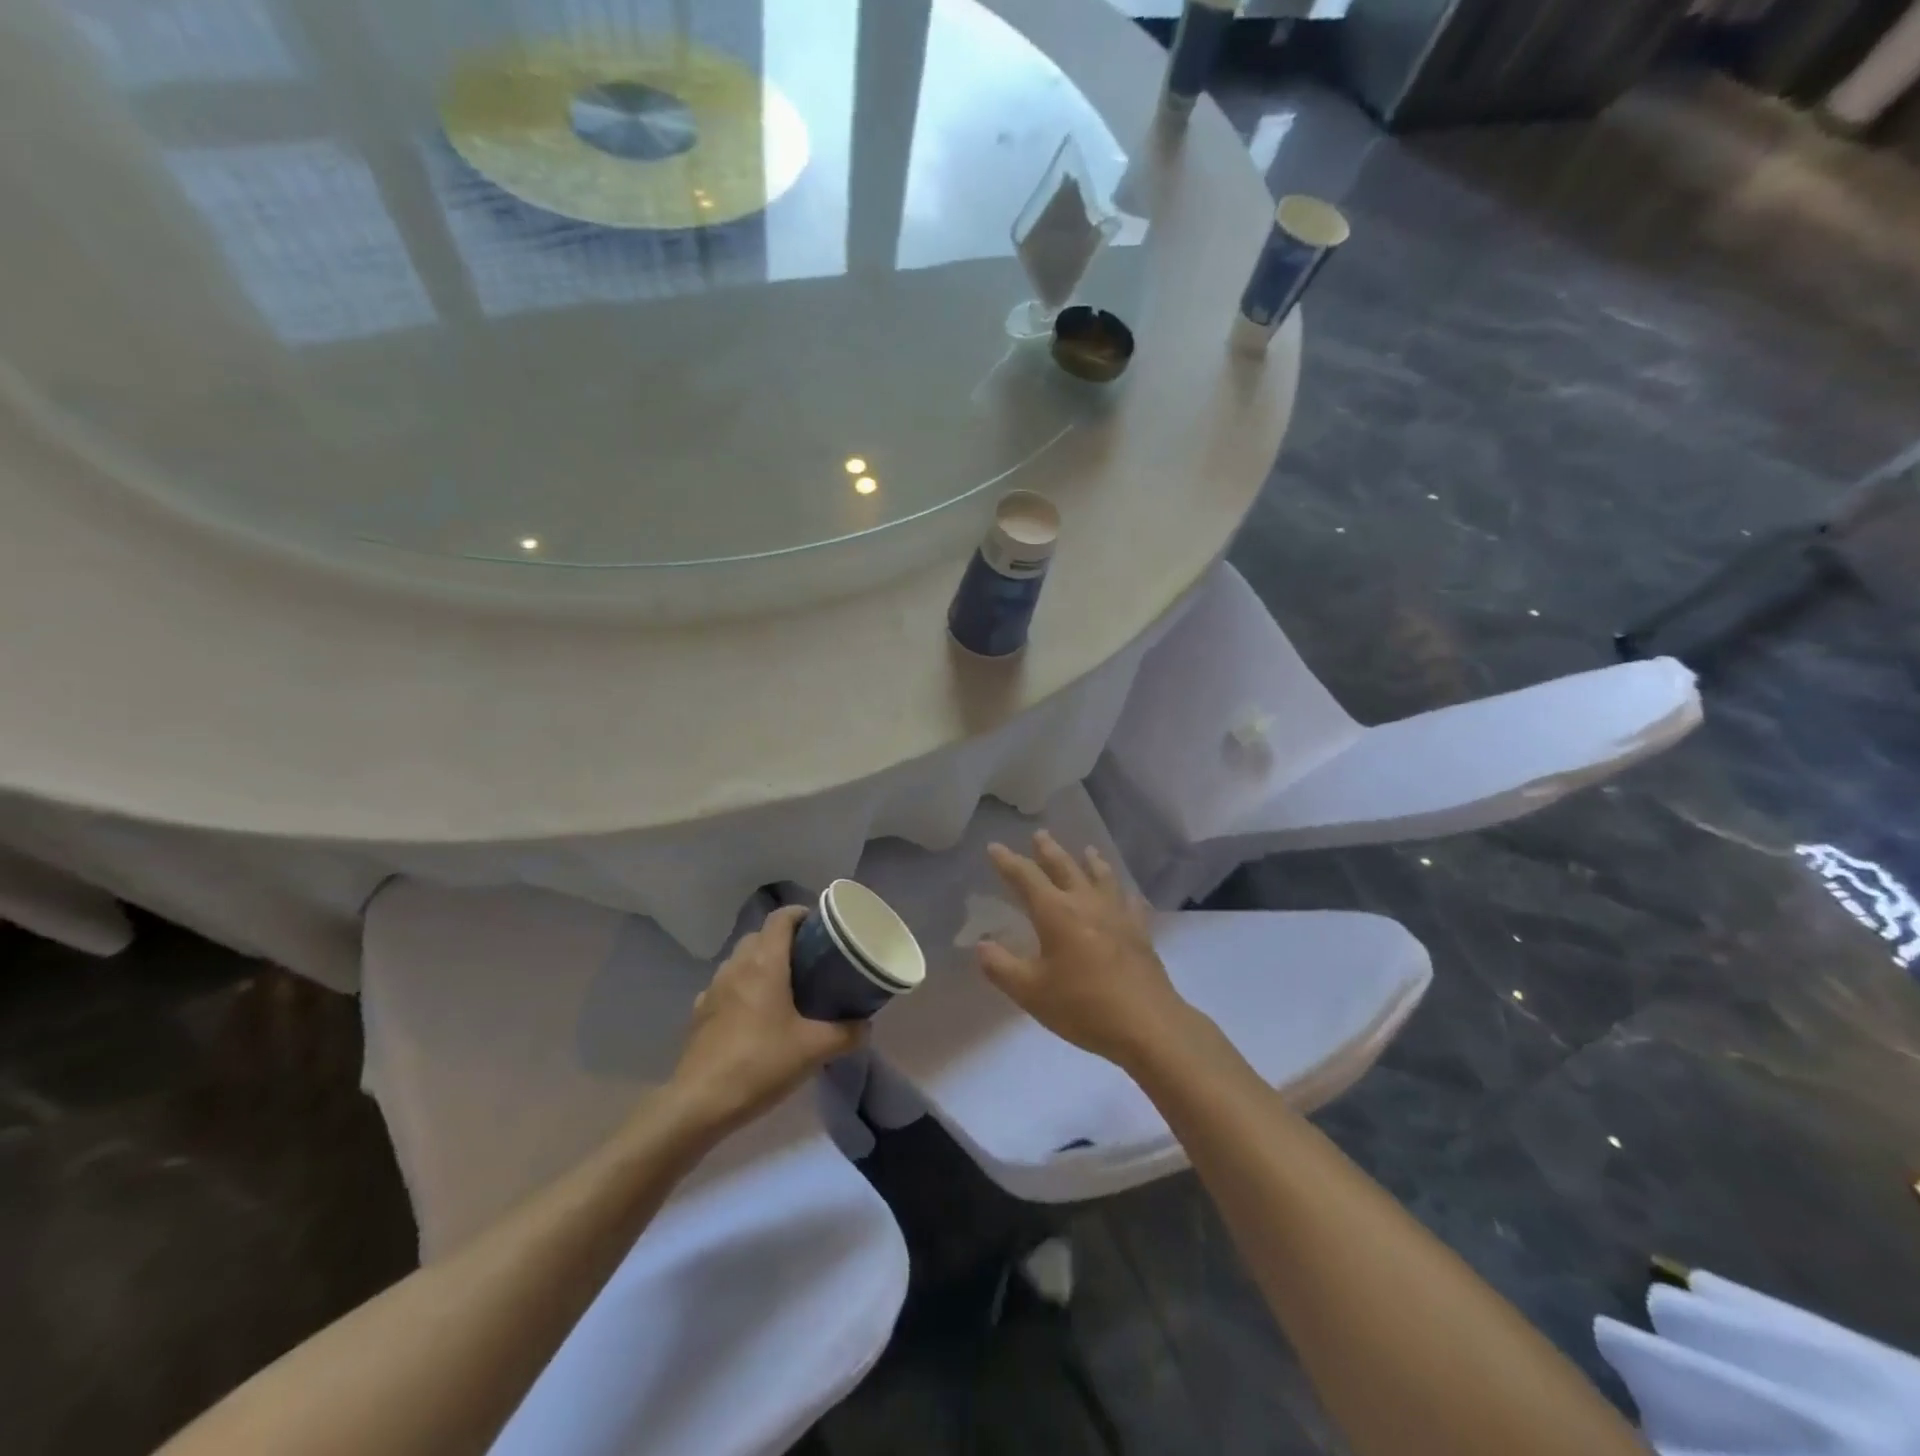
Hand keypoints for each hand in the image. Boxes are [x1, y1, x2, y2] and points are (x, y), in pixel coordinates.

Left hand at [670, 906, 865, 1133]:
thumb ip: (846, 1033)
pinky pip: (726, 986)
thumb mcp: (814, 1050)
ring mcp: (713, 988)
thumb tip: (866, 1025)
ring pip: (740, 960)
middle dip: (784, 940)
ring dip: (760, 963)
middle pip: (760, 936)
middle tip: (809, 960)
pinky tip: (754, 1015)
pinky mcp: (700, 1013)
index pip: (781, 917)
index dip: (801, 914)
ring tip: (784, 987)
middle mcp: (736, 966)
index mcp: (764, 963)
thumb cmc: (760, 1063)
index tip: (821, 927)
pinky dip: (742, 988)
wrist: (699, 1103)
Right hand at [979, 832, 1188, 1067]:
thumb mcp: (1030, 992)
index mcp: (1055, 912)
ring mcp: (1117, 915)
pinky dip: (1123, 892)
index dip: (1008, 862)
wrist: (1147, 1024)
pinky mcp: (1139, 931)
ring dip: (1090, 861)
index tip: (994, 847)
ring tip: (1087, 850)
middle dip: (1049, 850)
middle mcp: (1086, 903)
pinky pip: (1130, 902)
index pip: (1026, 877)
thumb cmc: (1082, 1006)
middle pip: (1065, 867)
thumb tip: (982, 944)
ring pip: (1101, 877)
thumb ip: (1001, 966)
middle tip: (1040, 834)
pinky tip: (1126, 893)